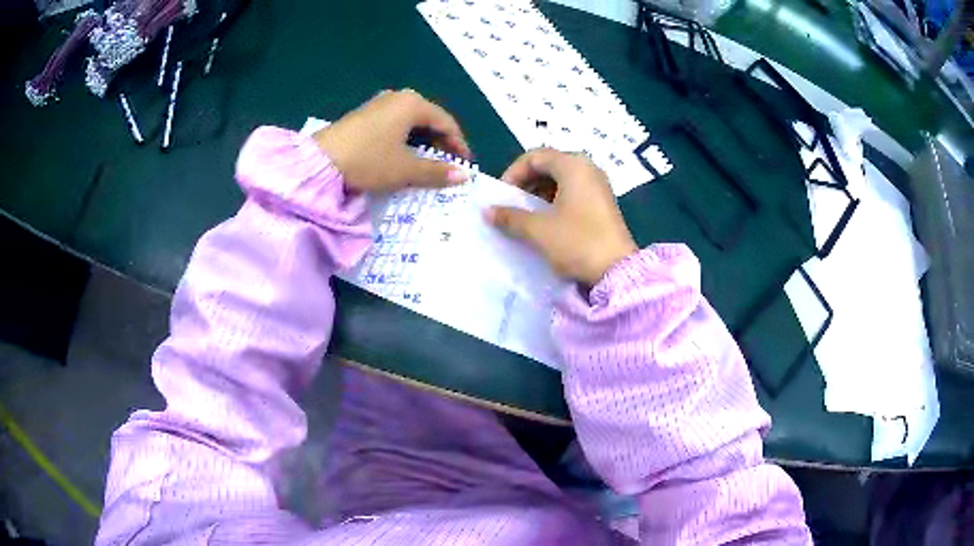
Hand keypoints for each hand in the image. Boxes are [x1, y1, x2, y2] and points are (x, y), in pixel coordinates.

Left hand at [313, 89, 470, 191]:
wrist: (320, 162)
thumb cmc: (368, 160)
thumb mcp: (405, 169)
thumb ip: (436, 171)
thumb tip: (464, 176)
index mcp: (412, 103)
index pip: (446, 122)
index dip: (459, 144)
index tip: (465, 164)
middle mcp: (397, 97)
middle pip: (429, 119)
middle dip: (441, 142)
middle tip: (447, 164)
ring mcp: (379, 104)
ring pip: (411, 122)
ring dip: (423, 141)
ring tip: (427, 162)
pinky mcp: (365, 114)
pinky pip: (395, 123)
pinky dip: (405, 139)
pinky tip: (402, 154)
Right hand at [487, 149, 637, 285]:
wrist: (617, 271)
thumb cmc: (577, 242)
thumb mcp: (539, 230)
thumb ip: (511, 217)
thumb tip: (487, 211)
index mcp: (573, 165)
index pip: (535, 156)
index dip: (513, 173)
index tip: (502, 195)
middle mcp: (588, 168)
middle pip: (549, 165)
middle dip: (526, 182)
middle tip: (512, 204)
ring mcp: (598, 186)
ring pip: (561, 179)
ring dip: (539, 193)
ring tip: (526, 215)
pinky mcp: (603, 203)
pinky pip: (573, 192)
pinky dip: (555, 201)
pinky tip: (547, 222)